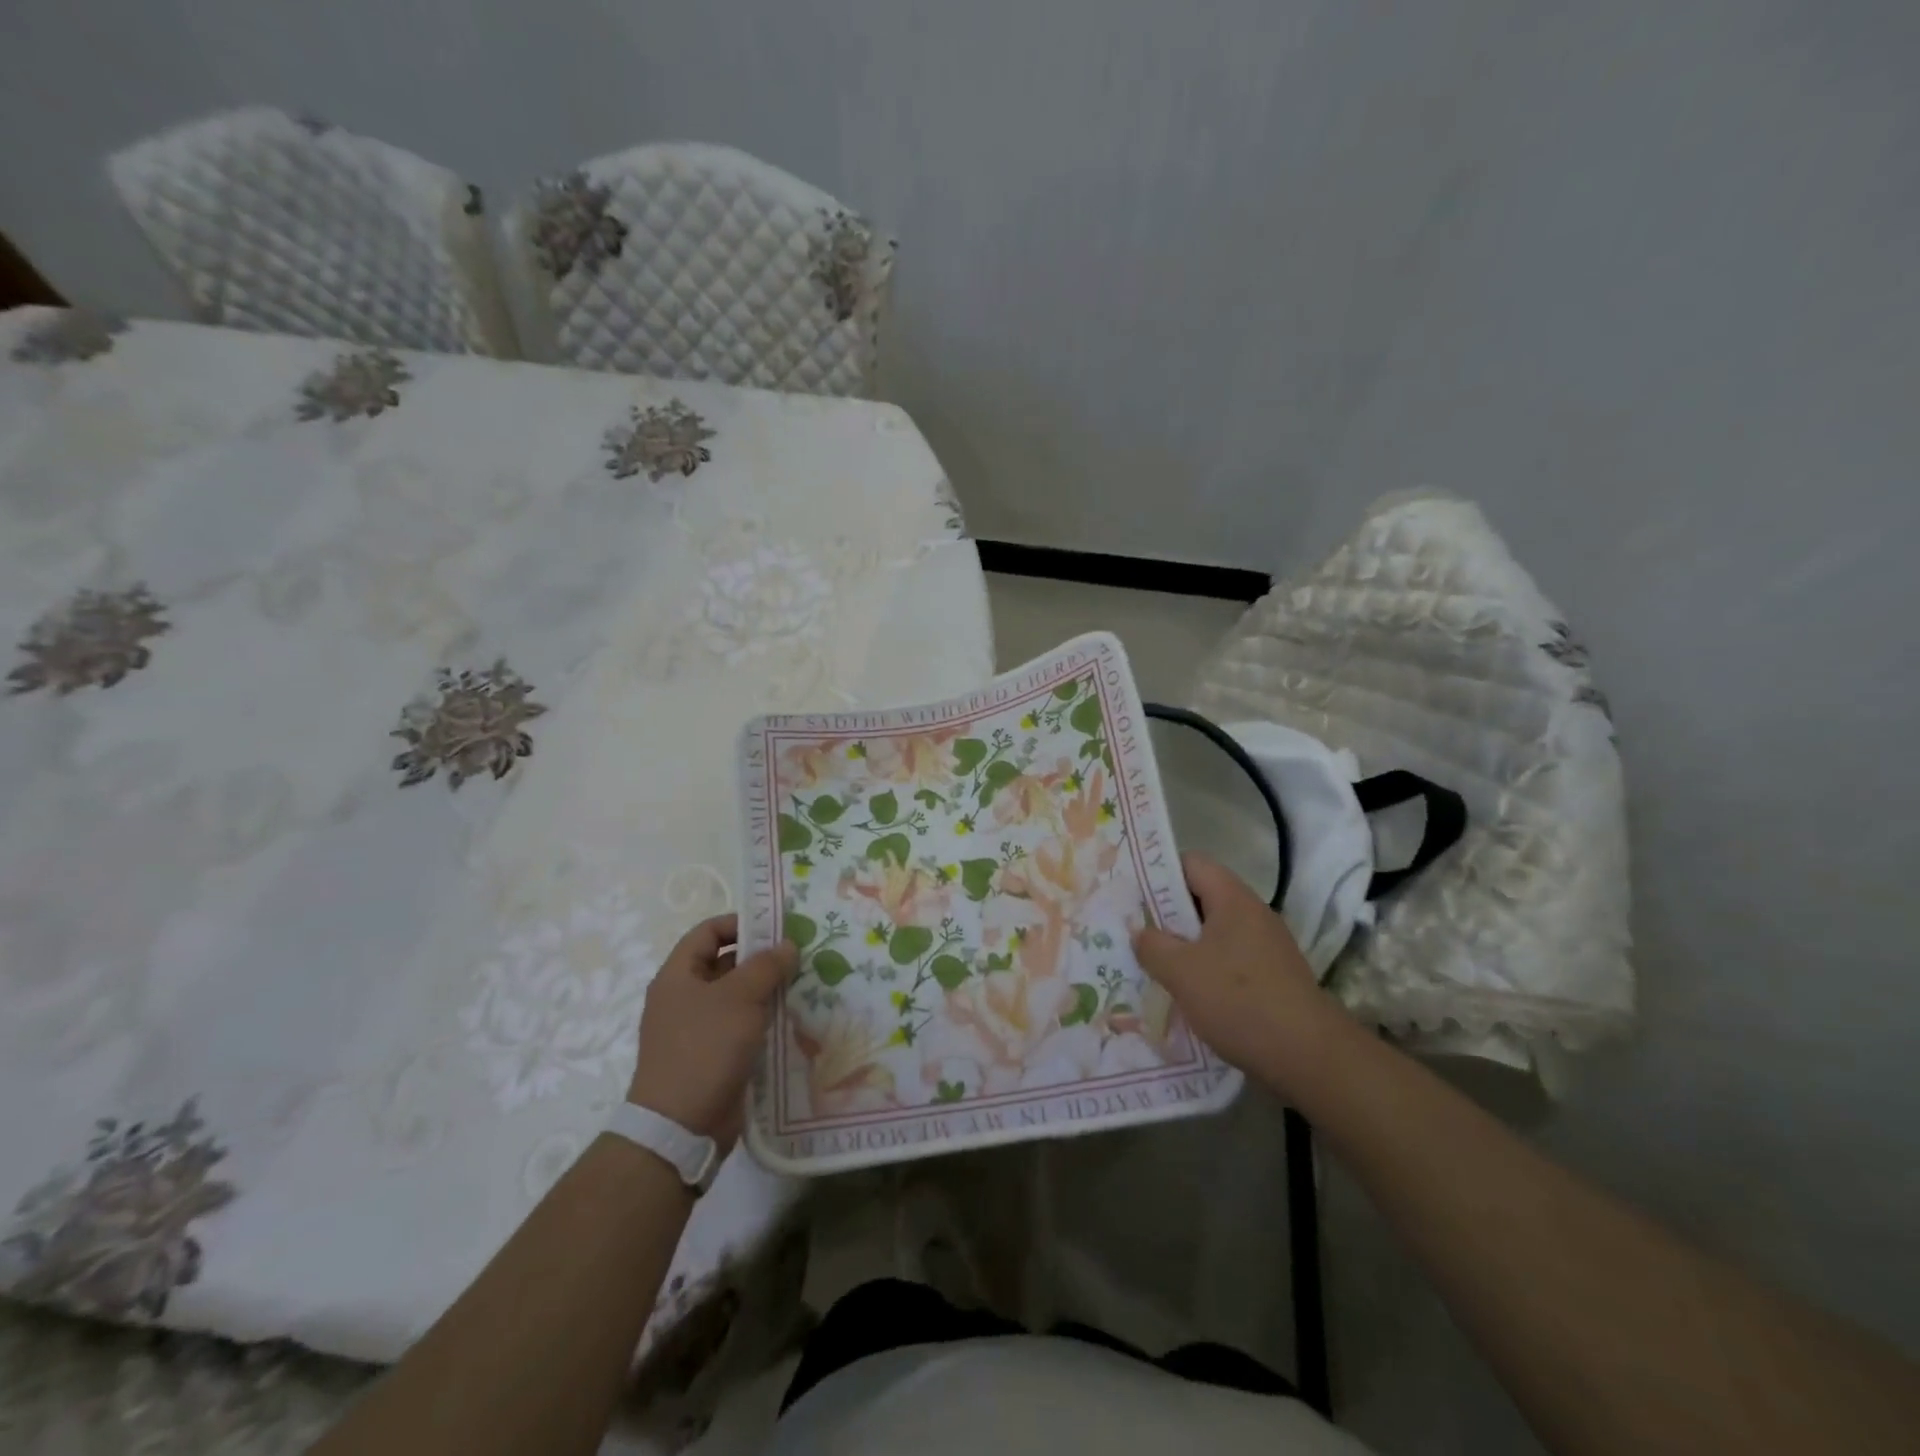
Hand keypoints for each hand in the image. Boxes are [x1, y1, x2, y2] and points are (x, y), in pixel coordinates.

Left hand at [627, 914, 797, 1146]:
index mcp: (678, 976)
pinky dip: (766, 1019)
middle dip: (763, 958)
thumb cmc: (705, 1048)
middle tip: (801, 955)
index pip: (708, 932)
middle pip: (726, 964)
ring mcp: (699, 1029)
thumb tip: (788, 944)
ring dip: (769, 990)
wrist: (681, 1127)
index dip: (740, 923)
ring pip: (739, 997)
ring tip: (806, 983)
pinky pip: (743, 1026)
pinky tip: (796, 1018)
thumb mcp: (740, 998)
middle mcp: (685, 998)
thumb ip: (767, 966)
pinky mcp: (715, 1056)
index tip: (777, 927)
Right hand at [1132, 852, 1340, 1084]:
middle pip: (1202, 898)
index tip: (1132, 894)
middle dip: (1167, 914)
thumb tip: (1141, 932)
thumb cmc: (1238, 1001)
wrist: (1309, 1057)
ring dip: (1184, 946)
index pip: (1192, 863)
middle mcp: (1253, 914)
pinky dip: (1205, 970)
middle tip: (1135, 931)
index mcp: (1233, 899)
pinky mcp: (1273, 977)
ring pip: (1214, 933)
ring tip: (1153, 965)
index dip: (1159, 872)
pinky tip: (1187, 994)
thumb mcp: (1180, 971)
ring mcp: (1266, 947)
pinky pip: (1229, 960)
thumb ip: (1152, 945)